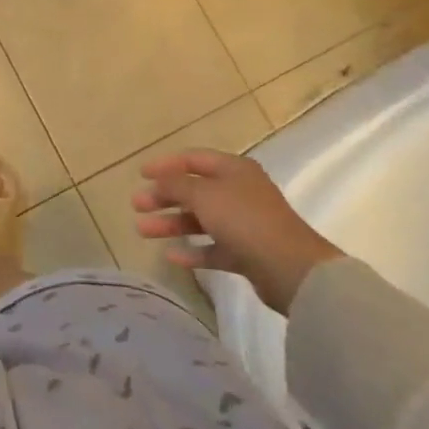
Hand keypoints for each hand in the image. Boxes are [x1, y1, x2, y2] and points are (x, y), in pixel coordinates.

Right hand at [132, 149, 341, 313]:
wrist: (291, 269)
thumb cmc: (245, 220)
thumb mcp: (204, 194)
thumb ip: (176, 184)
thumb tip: (159, 181)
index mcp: (234, 169)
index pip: (193, 159)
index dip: (165, 164)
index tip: (140, 174)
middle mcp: (239, 192)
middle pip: (194, 190)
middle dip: (163, 196)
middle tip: (136, 205)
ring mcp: (244, 224)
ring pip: (200, 219)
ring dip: (171, 224)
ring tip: (142, 231)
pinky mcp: (247, 253)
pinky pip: (213, 248)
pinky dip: (192, 251)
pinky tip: (171, 257)